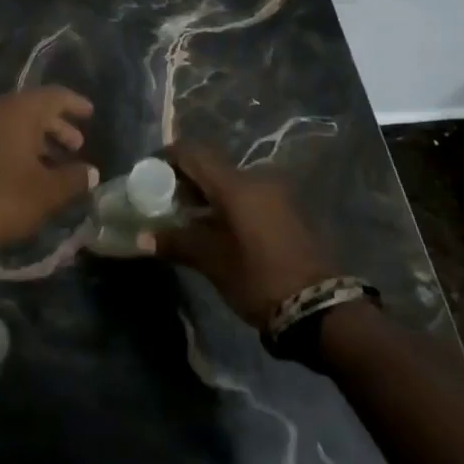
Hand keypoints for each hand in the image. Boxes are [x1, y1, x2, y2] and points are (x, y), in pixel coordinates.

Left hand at [0, 87, 98, 247]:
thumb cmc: (6, 198)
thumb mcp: (48, 192)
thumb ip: (74, 178)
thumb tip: (90, 171)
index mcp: (19, 110)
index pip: (54, 96)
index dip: (75, 104)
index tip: (90, 114)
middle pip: (33, 107)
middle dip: (57, 125)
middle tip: (76, 146)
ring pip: (13, 121)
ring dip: (37, 137)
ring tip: (55, 161)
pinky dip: (15, 144)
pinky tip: (26, 167)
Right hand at [156, 142, 334, 327]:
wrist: (322, 310)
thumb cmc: (260, 278)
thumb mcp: (213, 262)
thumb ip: (176, 242)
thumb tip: (142, 238)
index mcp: (236, 185)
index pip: (192, 153)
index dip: (166, 158)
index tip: (146, 174)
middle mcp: (256, 180)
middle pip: (210, 166)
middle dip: (182, 180)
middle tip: (160, 201)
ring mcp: (274, 195)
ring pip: (228, 183)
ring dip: (204, 195)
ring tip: (183, 219)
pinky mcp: (285, 212)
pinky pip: (245, 196)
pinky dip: (224, 205)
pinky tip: (212, 229)